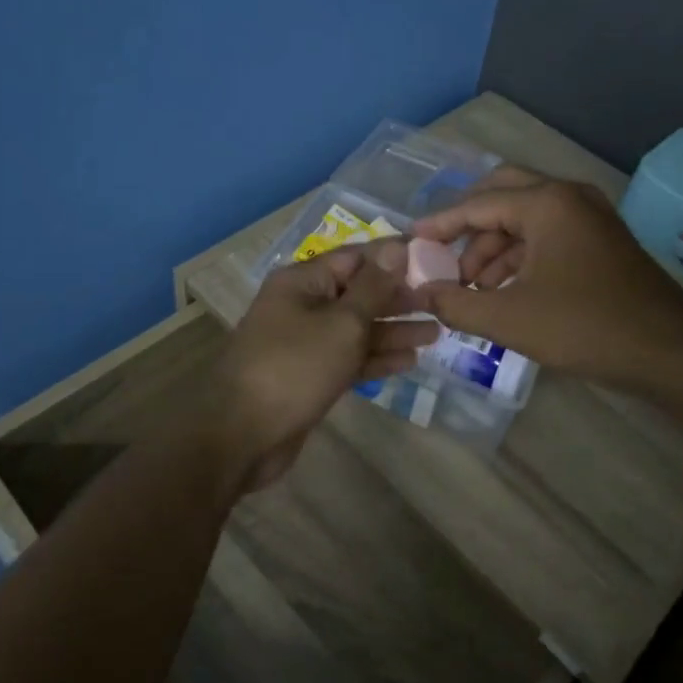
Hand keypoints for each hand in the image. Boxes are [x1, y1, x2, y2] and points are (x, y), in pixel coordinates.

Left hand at [210, 240, 437, 490]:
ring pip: (356, 329)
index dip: (395, 257)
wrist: (240, 435)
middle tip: (441, 300)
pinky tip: (410, 360)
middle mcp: (302, 305)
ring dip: (393, 329)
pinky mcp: (310, 376)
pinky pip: (349, 358)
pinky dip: (376, 358)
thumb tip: (396, 248)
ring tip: (437, 331)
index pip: (356, 257)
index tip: (434, 259)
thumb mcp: (342, 323)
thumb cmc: (294, 367)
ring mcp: (305, 343)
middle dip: (398, 297)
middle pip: (358, 293)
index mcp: (303, 281)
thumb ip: (373, 288)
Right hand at [411, 168, 682, 392]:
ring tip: (470, 287)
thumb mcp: (509, 318)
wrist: (669, 351)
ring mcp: (589, 216)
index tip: (412, 240)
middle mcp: (568, 196)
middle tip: (443, 254)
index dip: (440, 224)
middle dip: (469, 226)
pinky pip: (547, 234)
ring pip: (526, 218)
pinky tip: (503, 289)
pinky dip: (520, 256)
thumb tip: (424, 293)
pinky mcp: (600, 239)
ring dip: (493, 246)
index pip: (477, 204)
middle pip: (502, 195)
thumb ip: (457, 302)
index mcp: (546, 202)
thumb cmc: (584, 326)